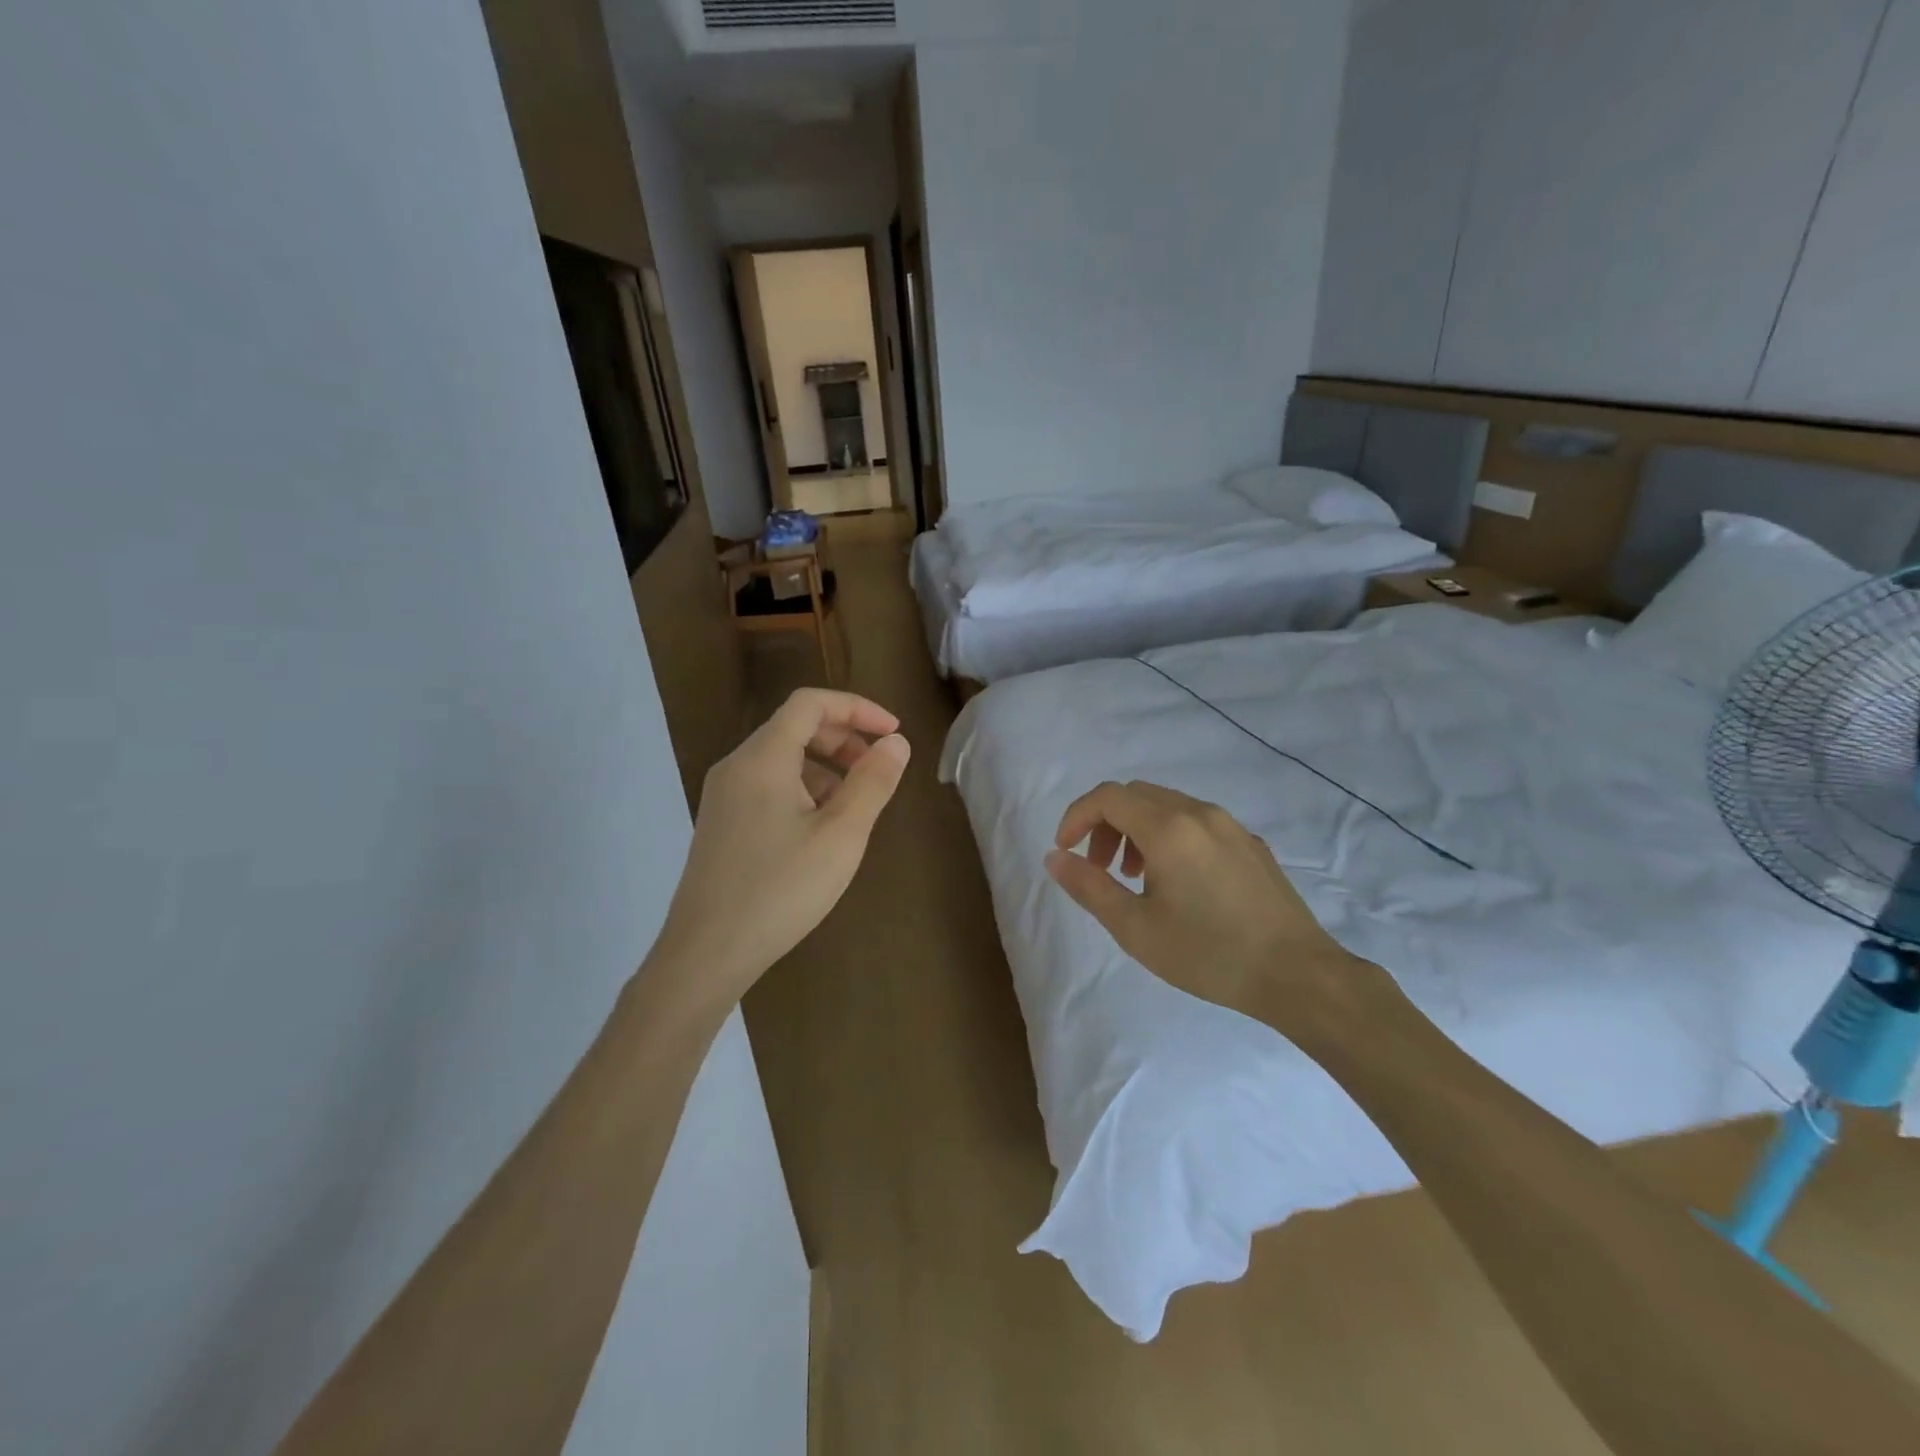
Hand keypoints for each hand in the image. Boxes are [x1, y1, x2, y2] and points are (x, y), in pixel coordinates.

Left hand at [648, 688, 909, 1006]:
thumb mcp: (841, 836)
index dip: (857, 708)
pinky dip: (803, 789)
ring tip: (855, 805)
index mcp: (763, 758)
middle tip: (878, 768)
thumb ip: (872, 783)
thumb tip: (895, 743)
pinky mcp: (722, 823)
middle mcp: (737, 766)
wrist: (707, 953)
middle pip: (794, 727)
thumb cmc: (781, 889)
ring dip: (825, 766)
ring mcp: (724, 796)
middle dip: (844, 738)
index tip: (893, 733)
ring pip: (781, 759)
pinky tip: (821, 830)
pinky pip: (768, 786)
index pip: (810, 703)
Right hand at [1044, 780, 1363, 1035]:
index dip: (1076, 817)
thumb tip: (1055, 857)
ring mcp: (1230, 826)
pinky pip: (1196, 822)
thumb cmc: (1208, 953)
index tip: (1065, 851)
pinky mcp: (1251, 844)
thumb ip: (1089, 887)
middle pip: (1135, 796)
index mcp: (1168, 828)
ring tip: (1135, 879)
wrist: (1298, 975)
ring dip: (1136, 831)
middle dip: (1105, 824)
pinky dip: (1169, 837)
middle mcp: (1199, 813)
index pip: (1107, 797)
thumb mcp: (1135, 928)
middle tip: (1099, 868)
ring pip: (1167, 807)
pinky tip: (1178, 884)